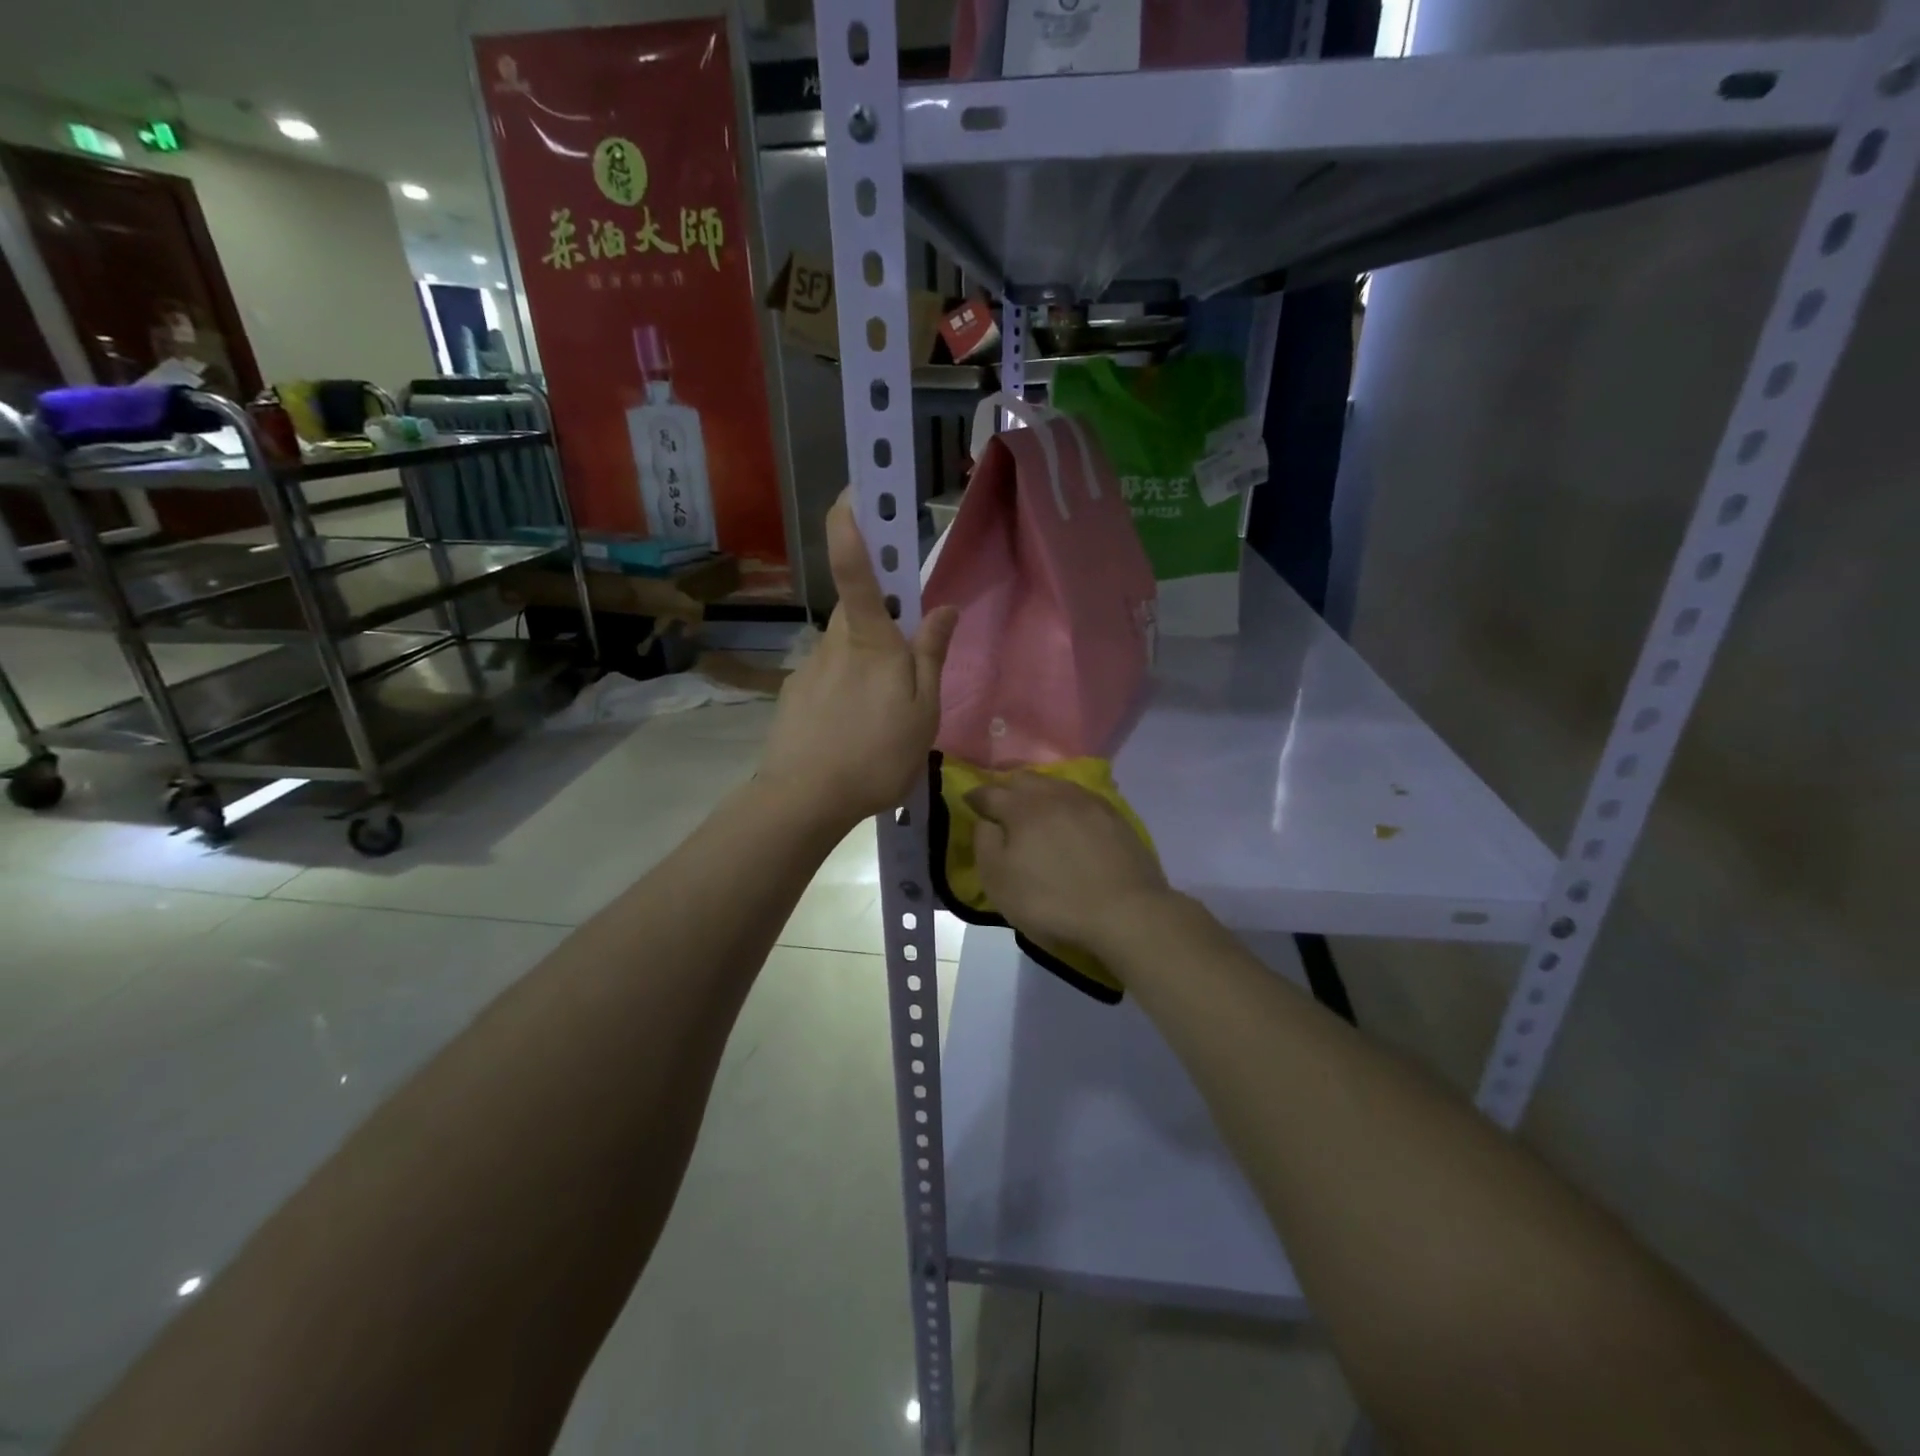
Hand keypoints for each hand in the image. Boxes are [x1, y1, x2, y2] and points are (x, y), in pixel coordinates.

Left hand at [759, 491, 957, 826]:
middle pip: (859, 613)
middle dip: (881, 623)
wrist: (804, 801)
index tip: (852, 489)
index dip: (851, 525)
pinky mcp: (794, 696)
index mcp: (871, 641)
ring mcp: (810, 670)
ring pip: (845, 651)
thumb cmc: (876, 755)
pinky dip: (844, 696)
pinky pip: (828, 680)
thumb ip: (932, 656)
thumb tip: (943, 607)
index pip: (857, 570)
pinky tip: (851, 735)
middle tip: (904, 672)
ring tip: (880, 722)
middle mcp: (835, 643)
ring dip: (865, 669)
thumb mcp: (922, 711)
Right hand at [968, 773, 1173, 956]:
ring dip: (1039, 794)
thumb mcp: (999, 881)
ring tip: (1037, 813)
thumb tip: (986, 821)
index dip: (975, 797)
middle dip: (1008, 790)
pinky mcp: (1114, 815)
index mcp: (1022, 808)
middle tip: (1003, 808)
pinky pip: (1081, 798)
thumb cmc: (1052, 900)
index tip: (970, 804)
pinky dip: (1067, 805)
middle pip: (1024, 780)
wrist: (1125, 911)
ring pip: (1055, 785)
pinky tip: (1070, 820)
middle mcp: (1054, 794)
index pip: (989, 792)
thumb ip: (984, 844)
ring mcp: (1088, 801)